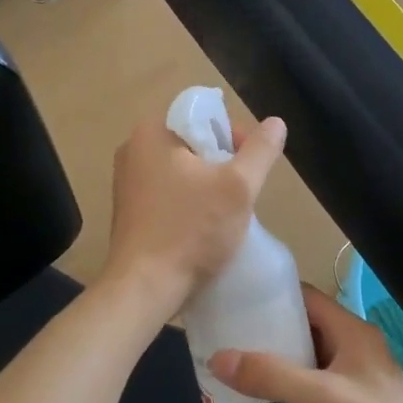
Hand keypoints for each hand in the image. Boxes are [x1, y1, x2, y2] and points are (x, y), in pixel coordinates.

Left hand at [101, 108, 286, 309]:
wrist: (145, 288)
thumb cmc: (191, 230)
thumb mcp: (238, 187)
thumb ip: (260, 151)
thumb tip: (275, 123)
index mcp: (151, 132)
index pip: (202, 114)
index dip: (234, 133)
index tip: (250, 165)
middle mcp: (132, 150)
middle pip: (193, 143)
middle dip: (223, 163)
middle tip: (242, 192)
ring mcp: (126, 183)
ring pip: (182, 171)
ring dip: (208, 186)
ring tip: (227, 213)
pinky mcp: (129, 212)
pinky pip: (168, 194)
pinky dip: (189, 204)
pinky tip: (203, 228)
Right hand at [209, 287, 402, 402]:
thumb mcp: (320, 398)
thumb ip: (270, 375)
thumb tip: (217, 357)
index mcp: (353, 333)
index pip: (307, 298)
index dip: (272, 296)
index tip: (234, 302)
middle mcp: (354, 351)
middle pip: (303, 331)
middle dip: (266, 336)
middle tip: (226, 342)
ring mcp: (353, 383)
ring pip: (305, 364)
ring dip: (274, 368)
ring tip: (234, 374)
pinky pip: (311, 393)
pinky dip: (286, 395)